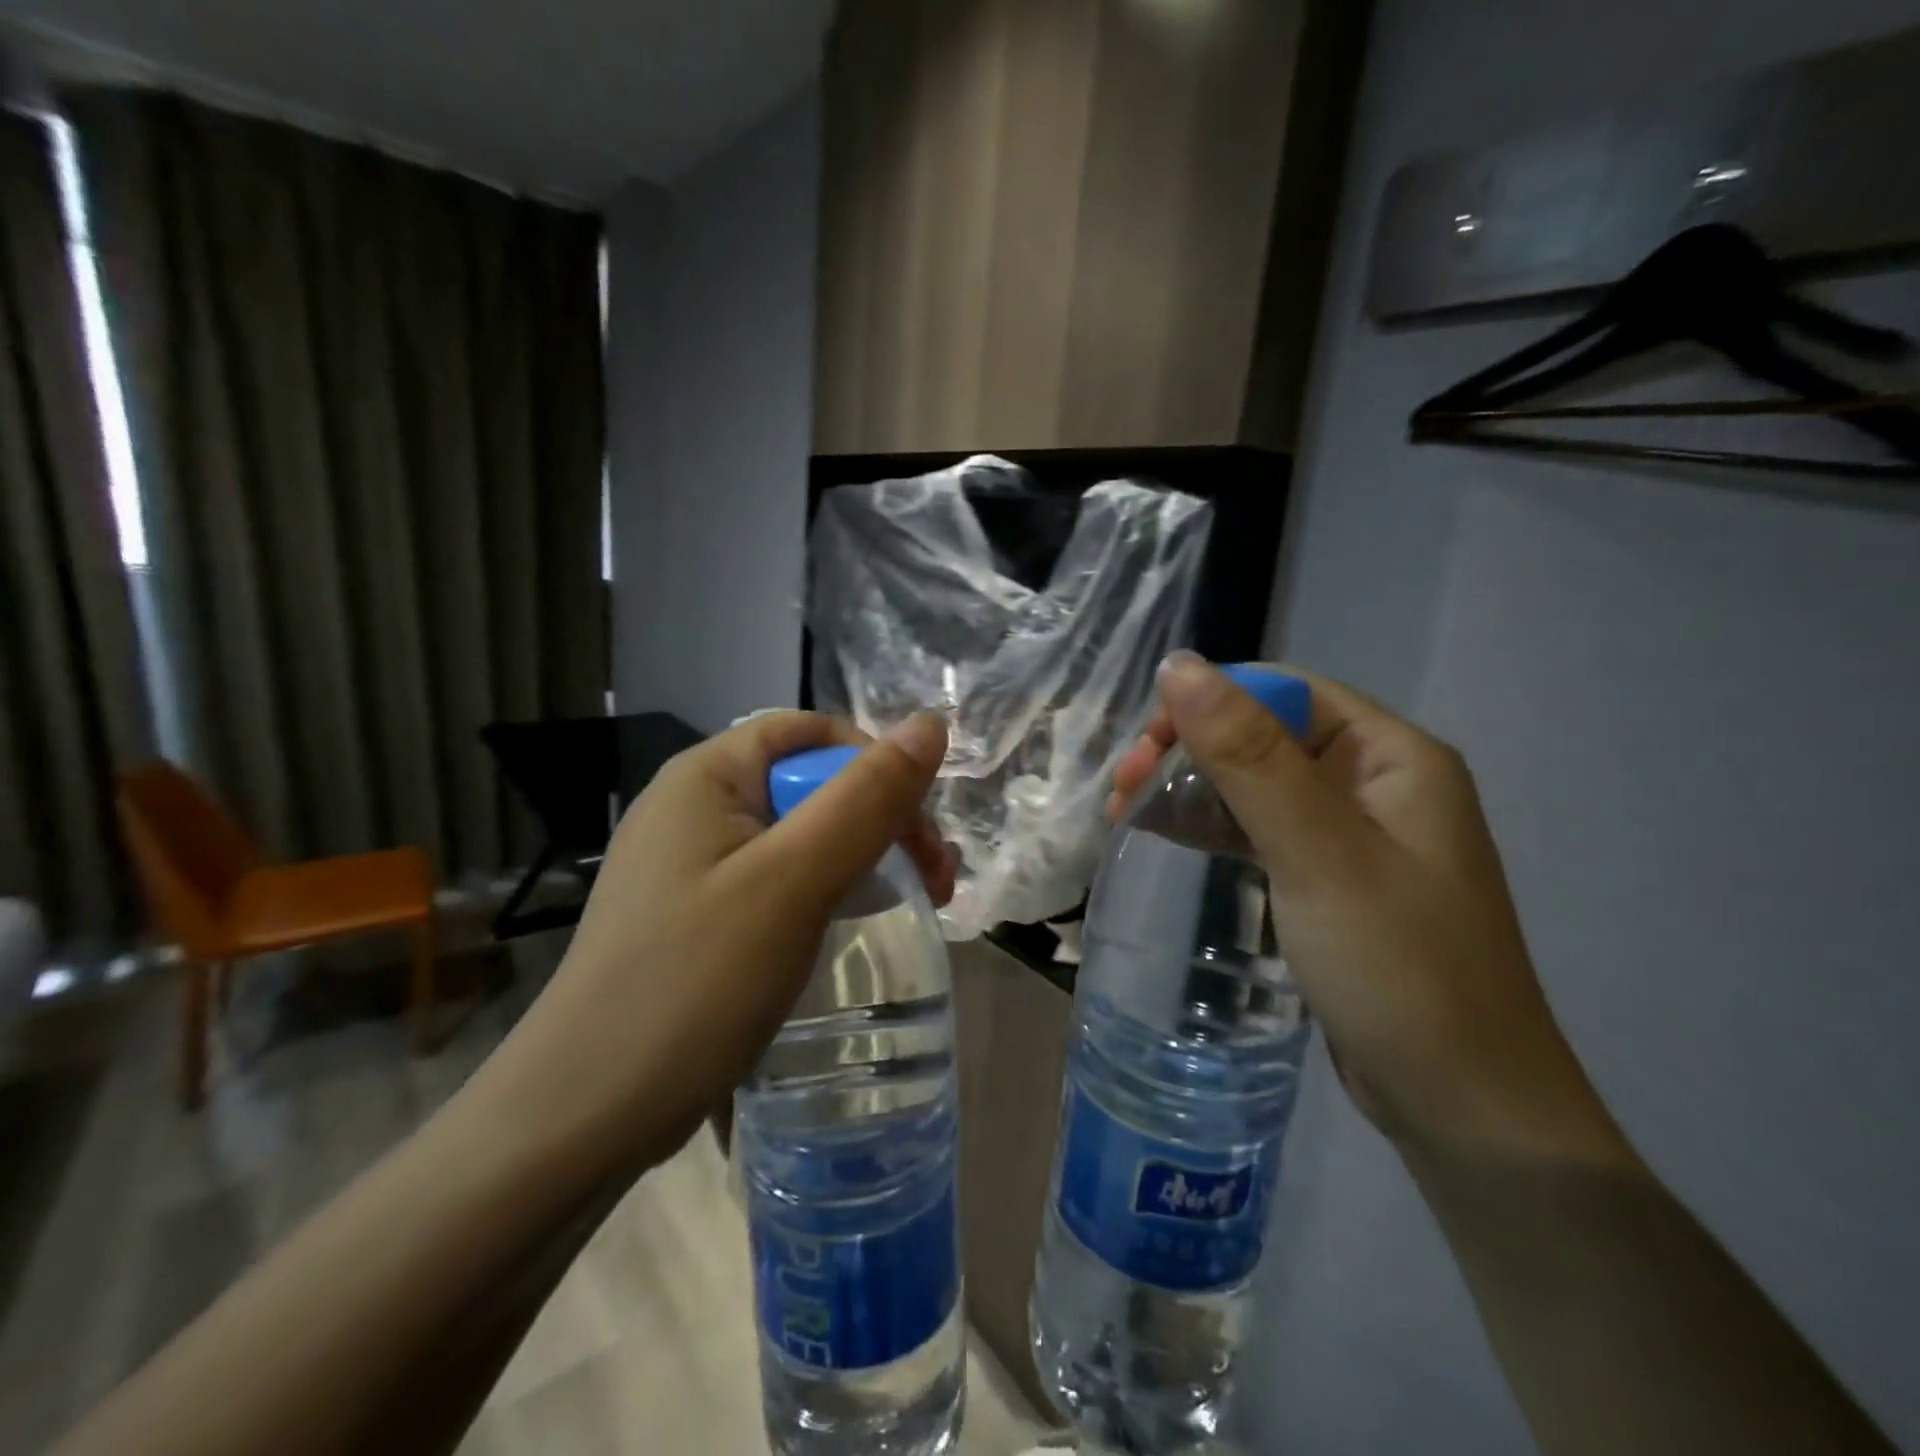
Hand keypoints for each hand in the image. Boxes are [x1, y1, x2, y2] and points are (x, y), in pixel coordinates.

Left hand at [479, 710, 952, 1173]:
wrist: (582, 1117)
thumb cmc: (692, 985)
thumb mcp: (793, 883)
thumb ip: (865, 800)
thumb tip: (929, 724)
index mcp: (706, 776)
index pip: (812, 733)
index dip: (876, 764)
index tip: (920, 832)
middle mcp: (693, 806)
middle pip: (810, 782)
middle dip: (880, 819)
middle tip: (934, 883)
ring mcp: (690, 863)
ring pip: (799, 834)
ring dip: (861, 857)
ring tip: (909, 904)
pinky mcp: (695, 914)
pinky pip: (776, 877)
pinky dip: (825, 890)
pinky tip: (847, 926)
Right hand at [1115, 653, 1622, 1158]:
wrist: (1461, 1107)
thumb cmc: (1398, 967)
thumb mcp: (1317, 852)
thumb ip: (1248, 755)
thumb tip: (1180, 665)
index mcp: (1390, 756)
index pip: (1284, 692)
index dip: (1209, 701)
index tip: (1145, 743)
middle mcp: (1372, 782)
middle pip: (1262, 734)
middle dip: (1188, 749)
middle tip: (1123, 785)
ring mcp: (1348, 834)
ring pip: (1251, 783)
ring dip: (1188, 787)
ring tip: (1123, 808)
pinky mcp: (1324, 879)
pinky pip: (1256, 830)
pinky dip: (1207, 826)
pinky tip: (1160, 831)